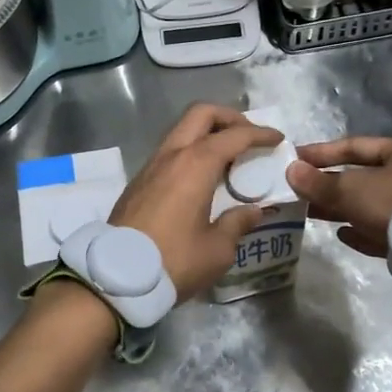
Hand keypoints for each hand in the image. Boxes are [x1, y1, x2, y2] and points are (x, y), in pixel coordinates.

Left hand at [110, 104, 284, 302]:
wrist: (115, 277)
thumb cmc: (173, 261)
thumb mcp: (217, 250)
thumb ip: (237, 224)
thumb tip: (252, 211)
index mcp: (195, 165)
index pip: (234, 136)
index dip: (259, 134)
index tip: (277, 138)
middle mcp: (172, 155)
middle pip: (201, 114)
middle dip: (229, 118)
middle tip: (248, 136)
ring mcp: (151, 165)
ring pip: (181, 130)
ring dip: (207, 133)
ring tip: (228, 156)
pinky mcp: (139, 181)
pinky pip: (170, 150)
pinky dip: (191, 150)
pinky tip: (202, 175)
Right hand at [286, 136, 391, 256]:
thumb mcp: (351, 189)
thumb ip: (319, 182)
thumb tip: (290, 171)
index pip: (356, 146)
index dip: (323, 153)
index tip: (295, 159)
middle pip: (362, 178)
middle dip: (329, 185)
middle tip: (298, 190)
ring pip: (370, 205)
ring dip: (340, 209)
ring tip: (310, 213)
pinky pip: (382, 231)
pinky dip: (361, 232)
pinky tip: (342, 235)